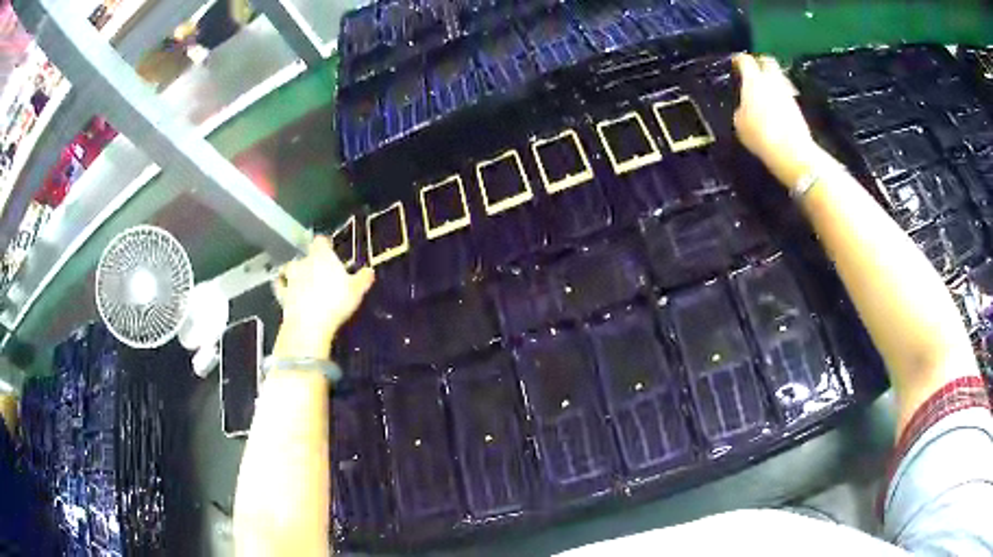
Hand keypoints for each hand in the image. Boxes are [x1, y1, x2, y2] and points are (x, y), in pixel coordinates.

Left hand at [273, 236, 374, 357]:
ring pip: (290, 268)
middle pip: (304, 255)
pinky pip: (280, 286)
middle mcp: (303, 262)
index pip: (320, 241)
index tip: (330, 250)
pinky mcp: (282, 295)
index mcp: (322, 256)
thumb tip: (370, 271)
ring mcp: (290, 278)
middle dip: (309, 261)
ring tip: (301, 279)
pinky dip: (282, 286)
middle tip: (318, 270)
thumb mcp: (356, 291)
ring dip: (294, 272)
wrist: (309, 324)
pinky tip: (285, 290)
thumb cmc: (335, 302)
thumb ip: (363, 278)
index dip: (324, 245)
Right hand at [732, 53, 820, 185]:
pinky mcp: (797, 107)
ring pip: (778, 78)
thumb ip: (741, 109)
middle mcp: (771, 81)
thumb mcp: (740, 123)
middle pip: (767, 61)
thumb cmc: (760, 136)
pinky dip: (779, 96)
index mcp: (753, 81)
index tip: (735, 63)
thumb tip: (745, 106)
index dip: (738, 60)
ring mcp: (786, 93)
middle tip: (754, 70)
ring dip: (771, 81)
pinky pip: (785, 94)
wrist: (792, 152)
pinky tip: (775, 108)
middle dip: (760, 62)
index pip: (745, 61)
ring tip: (764, 92)